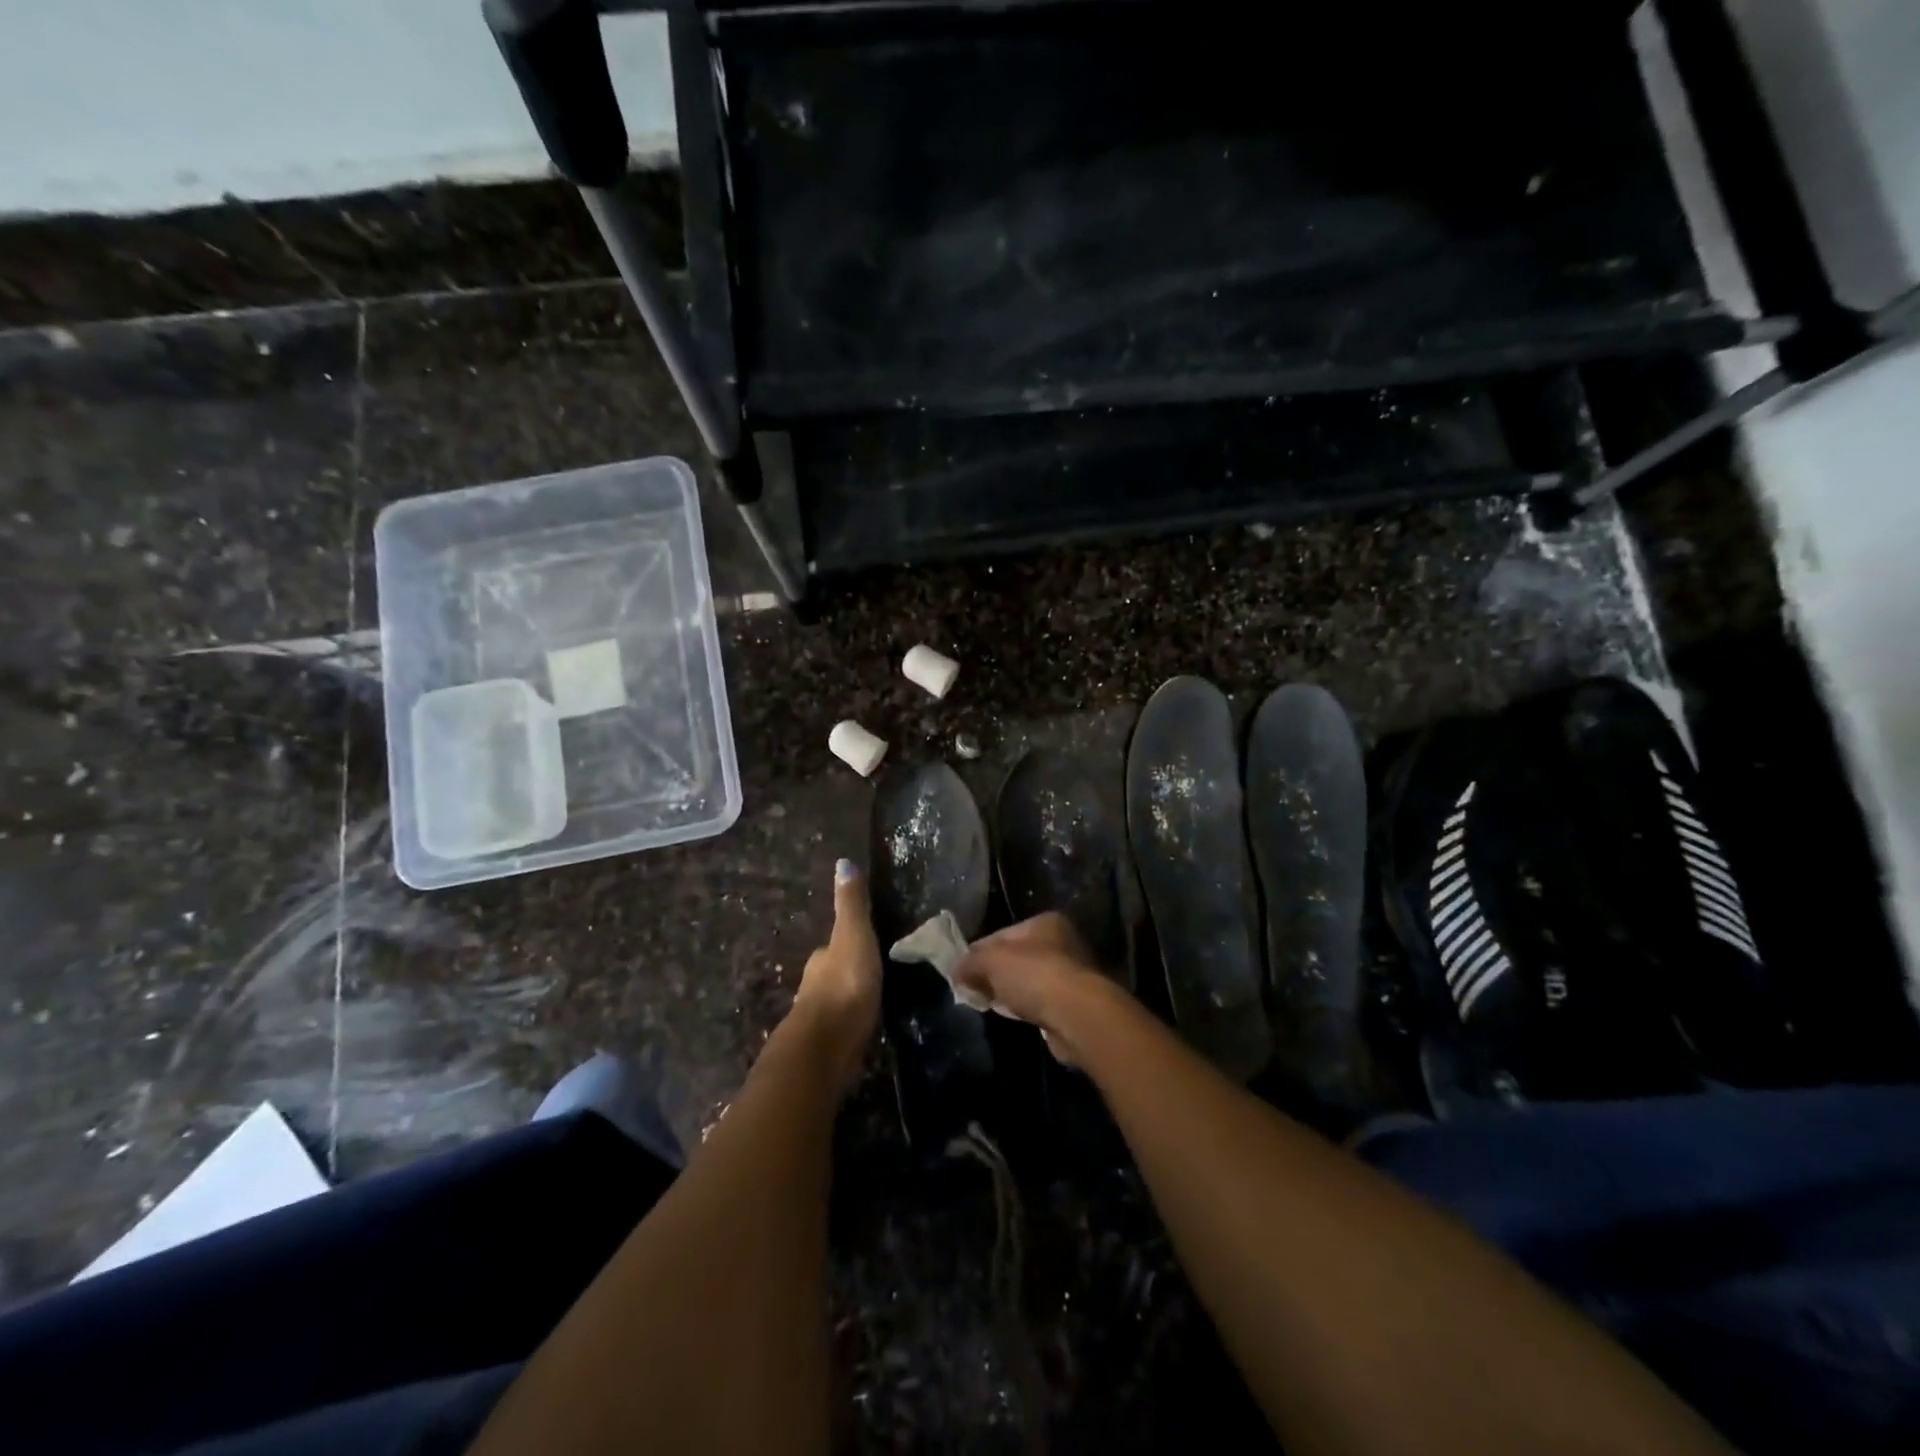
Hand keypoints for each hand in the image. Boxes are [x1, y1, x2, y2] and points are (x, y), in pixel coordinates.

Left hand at [792, 859, 881, 1091]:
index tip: (863, 948)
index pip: (831, 949)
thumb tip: (843, 861)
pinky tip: (858, 1033)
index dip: (845, 946)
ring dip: (845, 1003)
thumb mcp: (853, 936)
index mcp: (822, 960)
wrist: (825, 1048)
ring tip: (867, 1005)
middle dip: (845, 975)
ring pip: (832, 1004)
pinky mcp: (824, 1050)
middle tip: (869, 977)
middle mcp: (812, 987)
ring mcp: (816, 1021)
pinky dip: (846, 1028)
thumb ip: (851, 905)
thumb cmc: (844, 985)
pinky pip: (838, 1031)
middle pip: (829, 976)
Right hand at [954, 913, 1120, 1065]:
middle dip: (994, 974)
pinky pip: (1041, 1002)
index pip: (1001, 934)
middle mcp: (1063, 942)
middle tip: (973, 990)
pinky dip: (1028, 1008)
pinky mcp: (1075, 1003)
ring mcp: (1072, 973)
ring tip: (992, 1006)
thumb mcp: (991, 961)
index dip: (978, 952)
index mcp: (1045, 922)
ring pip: (1029, 981)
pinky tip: (1017, 1017)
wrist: (1078, 1016)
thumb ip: (970, 962)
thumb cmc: (1034, 976)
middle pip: (1016, 957)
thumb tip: (956, 971)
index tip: (961, 972)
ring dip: (1011, 992)